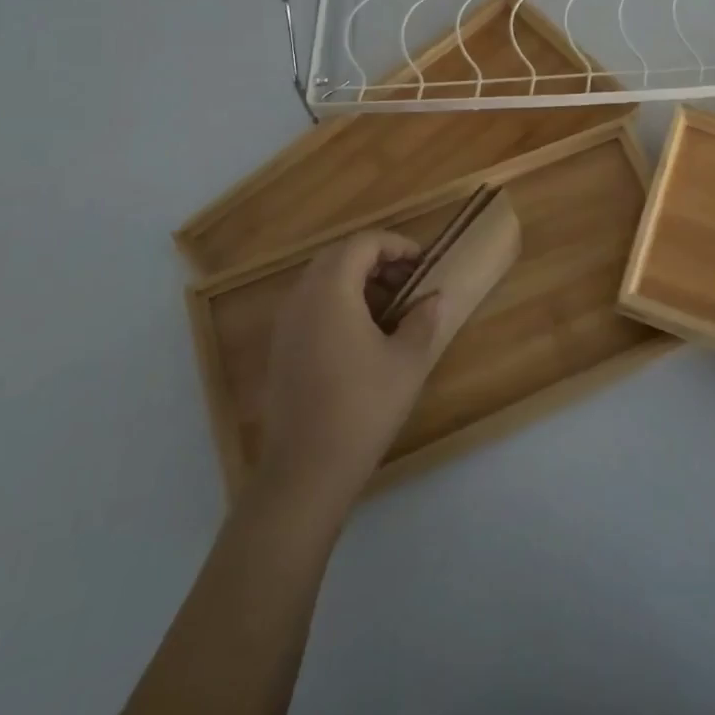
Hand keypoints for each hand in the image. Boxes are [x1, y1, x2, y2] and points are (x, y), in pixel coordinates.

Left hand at [258, 231, 443, 515]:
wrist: (305, 471)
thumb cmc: (363, 408)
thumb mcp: (407, 362)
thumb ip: (423, 320)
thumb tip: (434, 298)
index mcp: (331, 291)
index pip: (362, 243)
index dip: (396, 244)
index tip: (422, 262)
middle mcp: (302, 297)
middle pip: (338, 255)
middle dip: (375, 258)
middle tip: (407, 279)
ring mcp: (285, 323)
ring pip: (321, 279)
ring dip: (356, 279)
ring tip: (390, 306)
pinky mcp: (280, 348)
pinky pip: (310, 304)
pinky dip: (338, 301)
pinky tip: (363, 334)